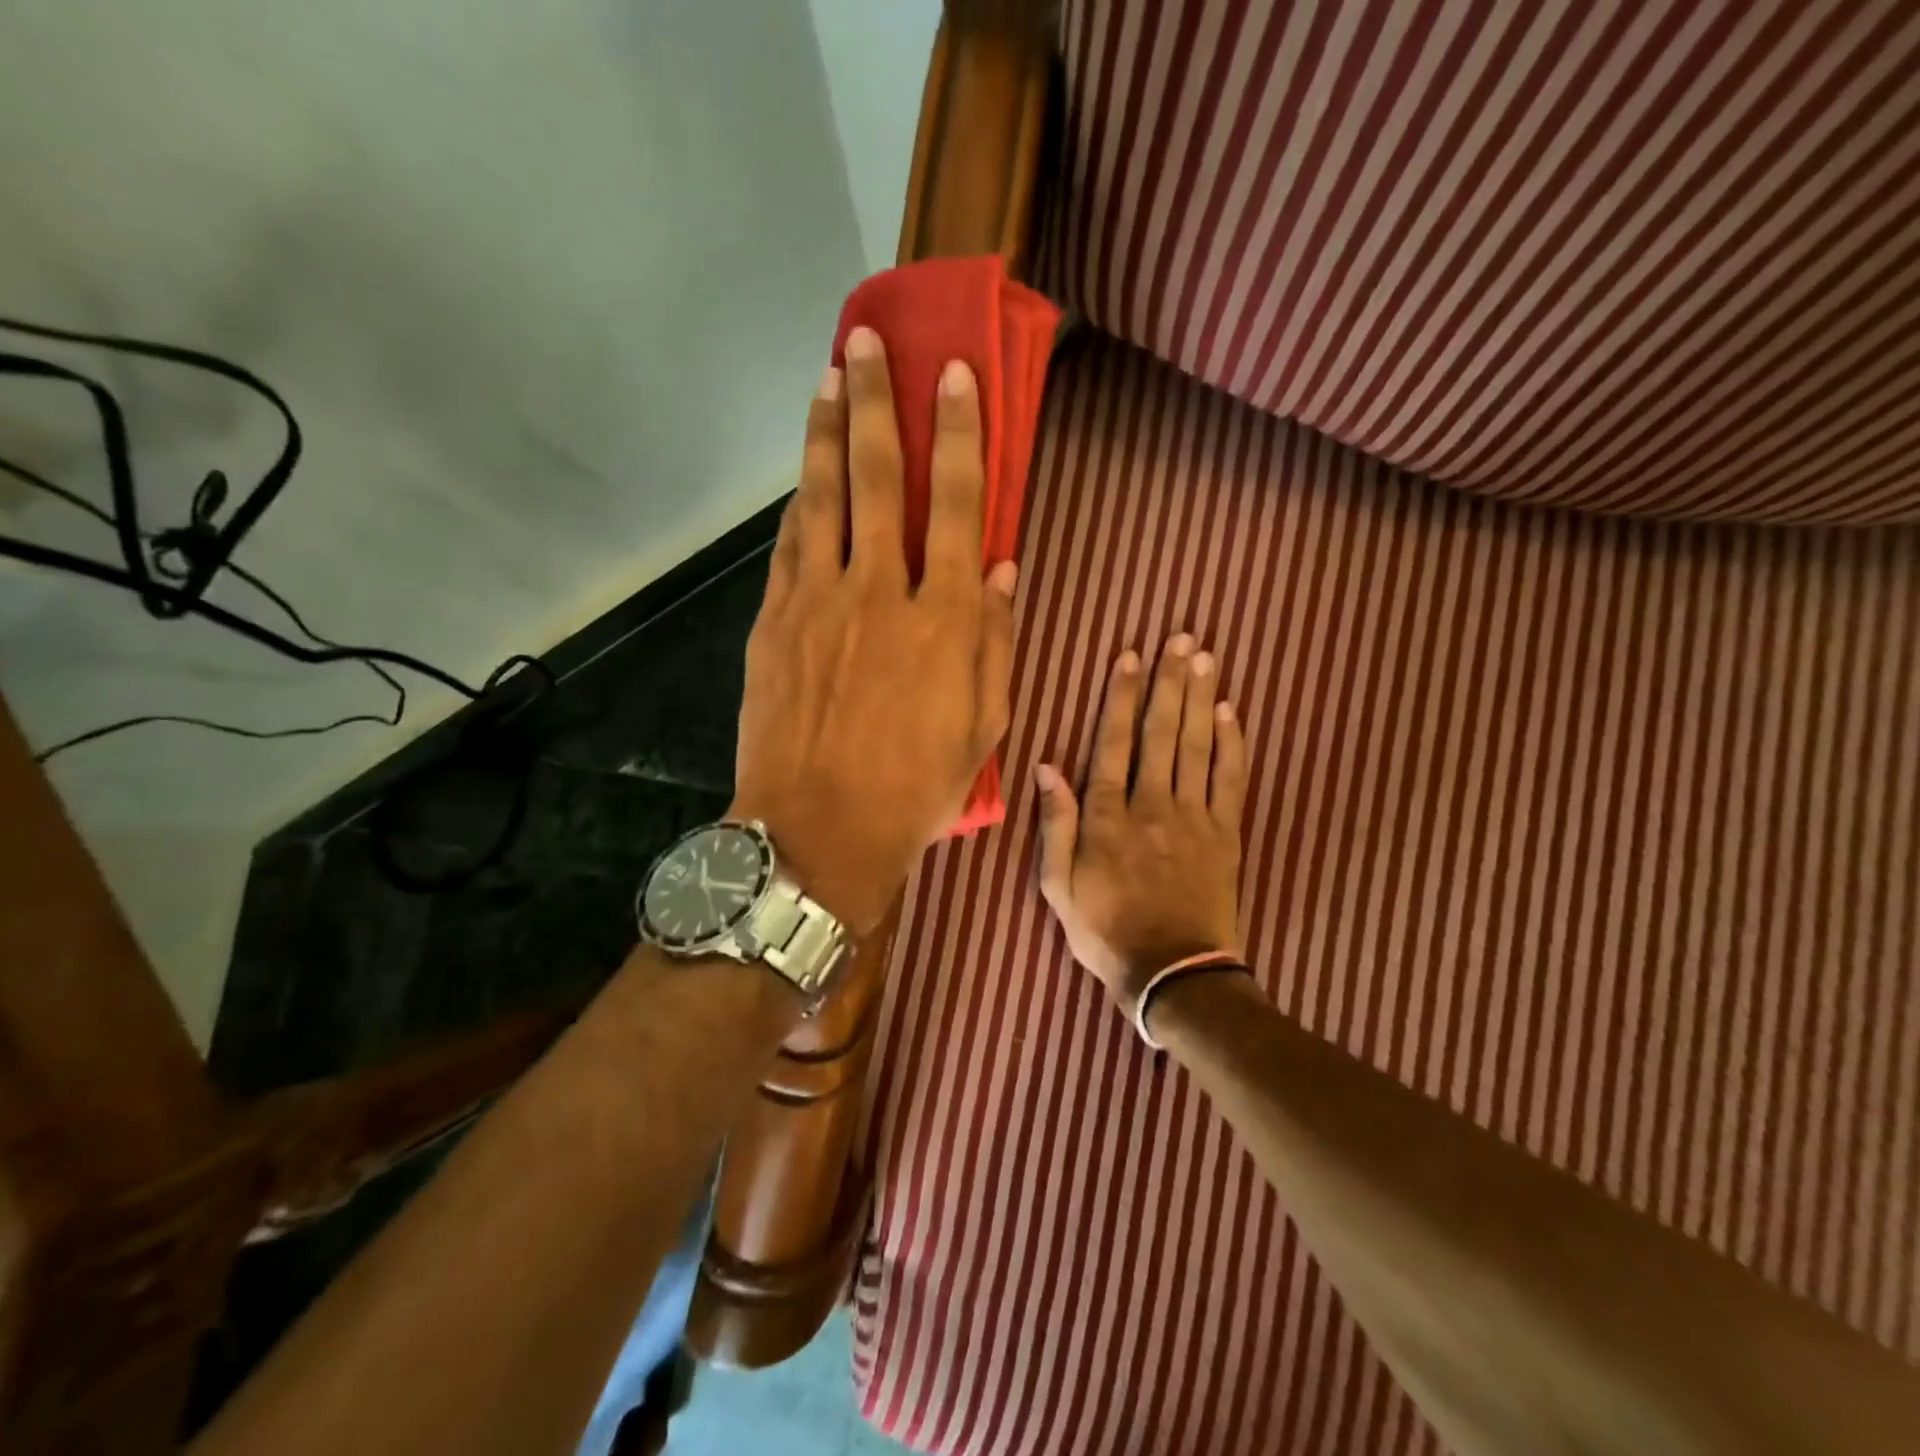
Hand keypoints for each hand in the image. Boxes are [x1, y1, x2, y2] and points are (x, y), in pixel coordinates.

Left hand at [731, 327, 1016, 935]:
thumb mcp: (982, 726)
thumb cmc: (915, 786)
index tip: (953, 374)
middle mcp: (879, 592)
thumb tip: (1004, 570)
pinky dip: (799, 506)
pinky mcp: (772, 624)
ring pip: (822, 499)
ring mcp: (816, 602)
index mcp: (944, 618)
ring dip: (825, 435)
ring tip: (826, 382)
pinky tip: (803, 481)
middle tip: (865, 343)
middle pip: (878, 479)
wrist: (818, 830)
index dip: (958, 433)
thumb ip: (995, 641)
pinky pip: (788, 547)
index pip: (958, 504)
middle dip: (875, 402)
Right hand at [1034, 636, 1246, 1019]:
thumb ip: (1055, 825)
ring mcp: (1194, 818)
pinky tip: (1232, 712)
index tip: (1130, 658)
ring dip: (1201, 699)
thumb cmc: (1105, 931)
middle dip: (1170, 682)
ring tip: (1206, 658)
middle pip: (1162, 733)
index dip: (1122, 698)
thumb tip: (1047, 767)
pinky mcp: (1226, 835)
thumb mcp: (1058, 886)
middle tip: (1181, 638)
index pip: (1114, 743)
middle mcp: (1152, 805)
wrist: (1174, 974)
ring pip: (1196, 747)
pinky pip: (1231, 780)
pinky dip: (1233, 744)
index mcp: (1108, 817)